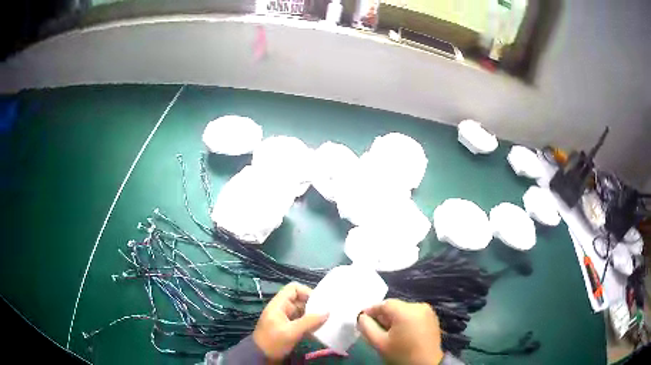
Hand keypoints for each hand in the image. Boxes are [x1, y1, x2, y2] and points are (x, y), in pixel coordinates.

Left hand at [253, 282, 327, 360]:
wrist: (261, 357)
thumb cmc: (273, 342)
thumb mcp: (291, 332)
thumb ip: (309, 321)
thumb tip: (327, 312)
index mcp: (279, 304)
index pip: (293, 288)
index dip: (307, 292)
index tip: (319, 302)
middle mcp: (282, 309)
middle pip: (300, 300)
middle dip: (313, 305)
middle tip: (327, 313)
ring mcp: (285, 319)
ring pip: (302, 311)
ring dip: (313, 316)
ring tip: (326, 322)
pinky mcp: (289, 328)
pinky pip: (302, 321)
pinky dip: (310, 324)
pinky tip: (319, 330)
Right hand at [357, 299, 443, 364]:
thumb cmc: (402, 354)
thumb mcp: (379, 343)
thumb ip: (367, 327)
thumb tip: (362, 317)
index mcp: (406, 310)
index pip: (384, 304)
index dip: (371, 310)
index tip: (362, 319)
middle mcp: (419, 306)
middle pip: (394, 306)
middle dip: (383, 316)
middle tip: (374, 328)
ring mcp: (428, 311)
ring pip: (404, 310)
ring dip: (394, 318)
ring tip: (387, 332)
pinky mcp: (432, 317)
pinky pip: (413, 314)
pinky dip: (405, 320)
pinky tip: (401, 333)